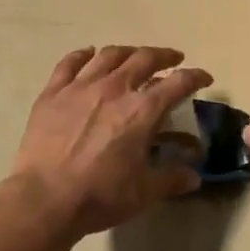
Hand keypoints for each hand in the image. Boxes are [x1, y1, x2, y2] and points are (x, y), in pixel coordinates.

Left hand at [9, 46, 212, 238]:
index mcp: (142, 110)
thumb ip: (172, 179)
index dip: (195, 77)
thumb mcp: (144, 192)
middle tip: (172, 59)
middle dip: (163, 56)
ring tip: (133, 56)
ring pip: (108, 55)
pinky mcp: (53, 92)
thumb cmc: (100, 195)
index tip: (204, 77)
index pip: (177, 83)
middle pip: (144, 58)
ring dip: (127, 52)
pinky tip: (88, 54)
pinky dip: (82, 55)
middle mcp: (114, 88)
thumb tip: (194, 176)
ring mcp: (81, 86)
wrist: (45, 198)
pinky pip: (70, 63)